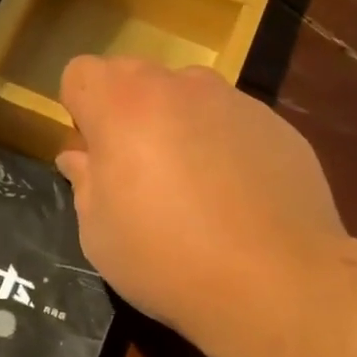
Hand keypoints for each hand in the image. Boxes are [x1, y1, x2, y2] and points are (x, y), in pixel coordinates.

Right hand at [55, 56, 345, 347]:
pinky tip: (233, 199)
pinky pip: (231, 122)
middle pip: (134, 76)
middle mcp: (179, 88)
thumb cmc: (164, 258)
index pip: (81, 73)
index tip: (91, 153)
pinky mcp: (278, 126)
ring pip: (186, 97)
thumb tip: (80, 159)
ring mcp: (234, 102)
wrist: (274, 282)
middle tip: (134, 172)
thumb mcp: (98, 232)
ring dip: (175, 125)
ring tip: (190, 187)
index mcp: (123, 106)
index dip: (78, 110)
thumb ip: (84, 182)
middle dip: (124, 113)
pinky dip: (220, 145)